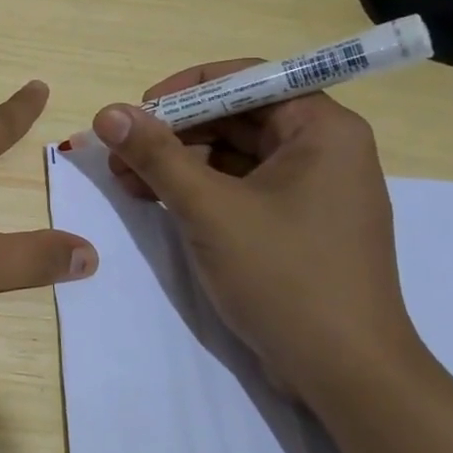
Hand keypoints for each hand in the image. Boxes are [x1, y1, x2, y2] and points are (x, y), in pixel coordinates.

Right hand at [93, 61, 422, 397]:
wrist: (345, 373)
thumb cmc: (284, 277)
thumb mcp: (209, 209)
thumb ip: (156, 155)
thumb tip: (107, 113)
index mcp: (323, 130)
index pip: (248, 79)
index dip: (186, 90)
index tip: (138, 113)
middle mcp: (324, 150)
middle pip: (237, 117)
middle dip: (174, 132)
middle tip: (120, 153)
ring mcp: (312, 191)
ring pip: (234, 155)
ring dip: (178, 162)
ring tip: (126, 180)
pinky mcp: (297, 225)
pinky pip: (242, 188)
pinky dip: (199, 190)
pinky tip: (156, 201)